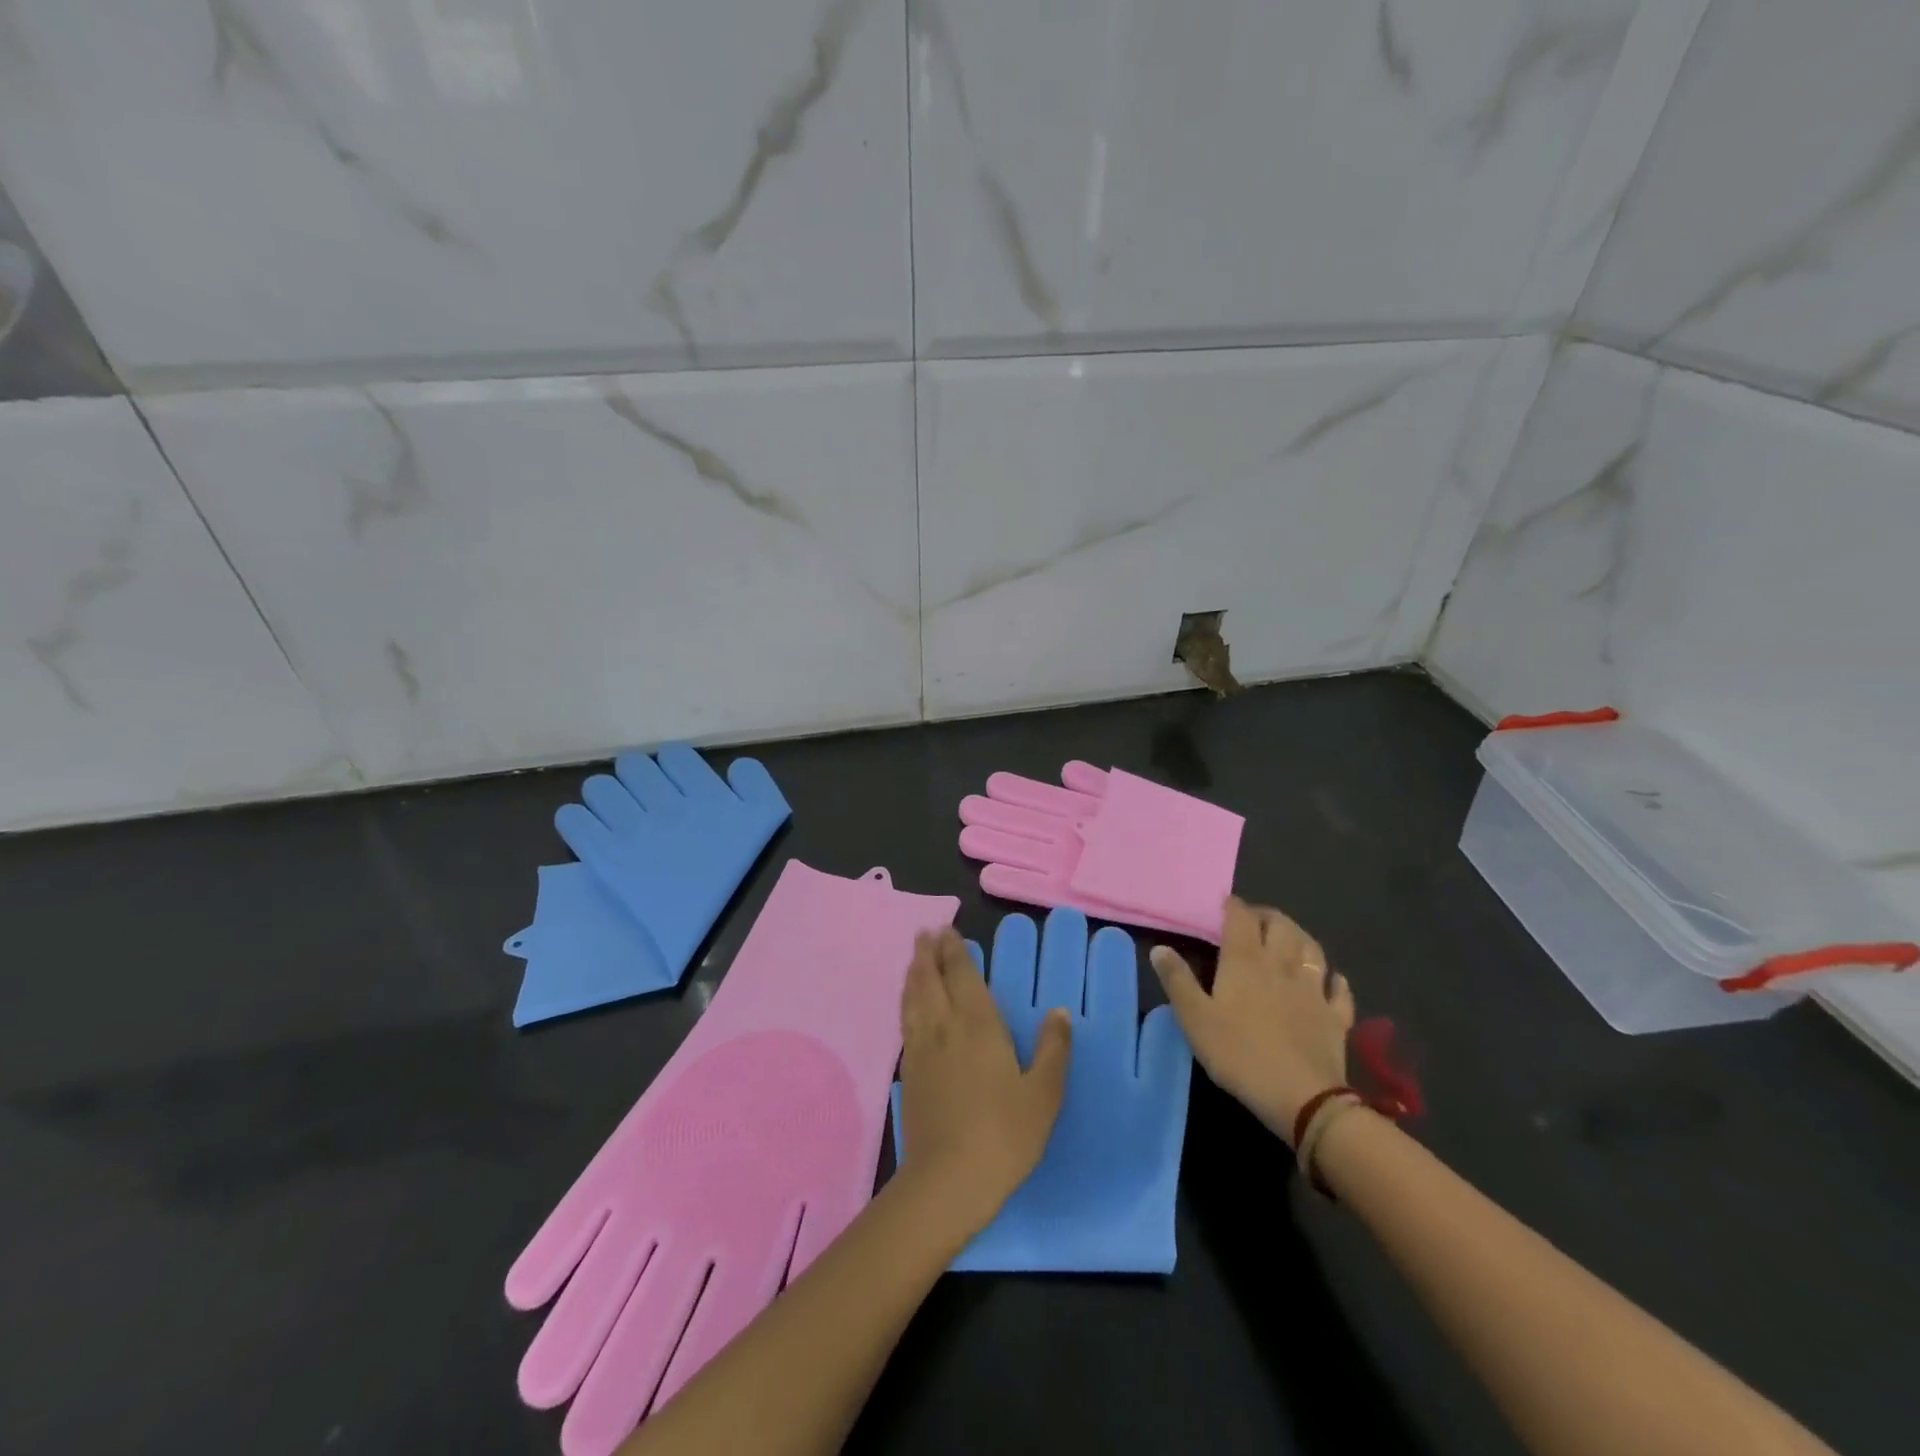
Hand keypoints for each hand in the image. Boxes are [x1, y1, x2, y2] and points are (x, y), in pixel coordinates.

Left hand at [897, 928, 1070, 1240]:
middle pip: (931, 979)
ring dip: (913, 973)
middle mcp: (944, 1026)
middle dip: (928, 953)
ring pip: (913, 998)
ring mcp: (921, 1049)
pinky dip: (907, 1003)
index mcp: (977, 1024)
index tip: (947, 930)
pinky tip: (910, 1007)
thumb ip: (1052, 1049)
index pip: (962, 975)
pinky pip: (905, 1022)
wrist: (947, 1180)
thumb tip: (1059, 1011)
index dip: (955, 951)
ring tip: (915, 959)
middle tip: (926, 932)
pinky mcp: (909, 1073)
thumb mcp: (1043, 1094)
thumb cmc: (1003, 1134)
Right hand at [1150, 897, 1352, 1143]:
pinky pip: (1339, 989)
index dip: (1233, 906)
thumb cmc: (1239, 1054)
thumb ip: (1177, 980)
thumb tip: (1160, 948)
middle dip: (1267, 916)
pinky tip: (1329, 979)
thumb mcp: (1195, 1019)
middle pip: (1280, 925)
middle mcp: (1282, 965)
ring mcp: (1314, 989)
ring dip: (1299, 937)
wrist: (1302, 1098)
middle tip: (1254, 920)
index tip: (1224, 904)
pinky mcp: (1336, 1016)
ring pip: (1312, 949)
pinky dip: (1333, 978)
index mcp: (1245, 961)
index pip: (1241, 918)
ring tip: (1288, 938)